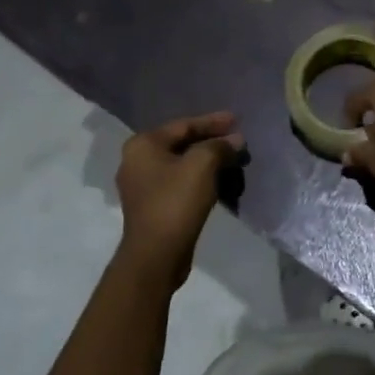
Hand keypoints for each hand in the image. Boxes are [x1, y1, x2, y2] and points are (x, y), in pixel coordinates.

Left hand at [115, 112, 244, 283]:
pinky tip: (218, 180)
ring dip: (207, 160)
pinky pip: (179, 182)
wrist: (156, 254)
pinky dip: (199, 178)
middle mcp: (137, 161)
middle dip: (211, 141)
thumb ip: (219, 146)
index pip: (184, 125)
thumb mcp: (202, 166)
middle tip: (237, 140)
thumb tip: (235, 140)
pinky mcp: (152, 205)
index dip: (213, 122)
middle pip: (181, 143)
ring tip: (232, 159)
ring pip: (181, 164)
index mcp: (143, 145)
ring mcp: (142, 185)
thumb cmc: (176, 202)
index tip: (237, 120)